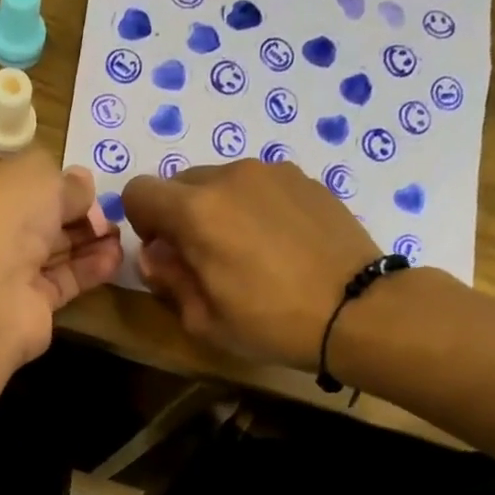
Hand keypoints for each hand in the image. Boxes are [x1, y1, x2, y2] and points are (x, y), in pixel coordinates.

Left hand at [0, 155, 123, 369]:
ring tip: (122, 235)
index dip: (57, 184)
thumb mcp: (38, 180)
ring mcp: (13, 274)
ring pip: (56, 252)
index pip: (24, 187)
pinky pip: (65, 282)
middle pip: (43, 221)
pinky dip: (90, 270)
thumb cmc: (4, 222)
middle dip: (78, 214)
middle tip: (113, 212)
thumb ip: (64, 181)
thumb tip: (83, 184)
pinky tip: (115, 258)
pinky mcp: (33, 306)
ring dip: (90, 242)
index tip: (90, 185)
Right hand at [121, 159, 378, 370]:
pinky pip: (259, 185)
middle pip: (180, 183)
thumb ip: (168, 279)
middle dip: (179, 217)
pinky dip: (254, 207)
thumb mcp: (203, 319)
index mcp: (196, 212)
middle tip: (204, 259)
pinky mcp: (304, 178)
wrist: (355, 309)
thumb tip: (154, 255)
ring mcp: (272, 172)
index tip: (164, 253)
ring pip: (221, 182)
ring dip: (218, 210)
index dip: (141, 223)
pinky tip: (279, 245)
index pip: (139, 192)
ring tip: (247, 252)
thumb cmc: (271, 323)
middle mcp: (230, 176)